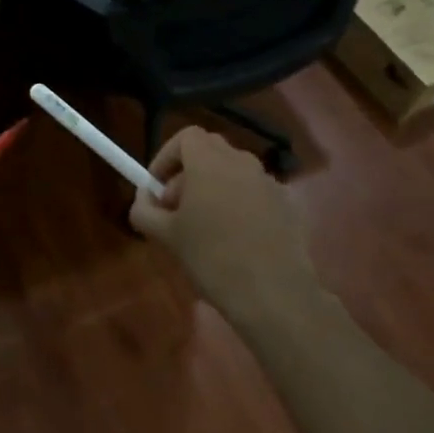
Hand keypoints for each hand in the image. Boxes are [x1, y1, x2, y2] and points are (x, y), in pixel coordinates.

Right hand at [128, 128, 317, 326]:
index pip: (186, 136)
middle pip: (210, 152)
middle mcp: (243, 162)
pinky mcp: (288, 206)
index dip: (167, 156)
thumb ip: (145, 210)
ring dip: (214, 190)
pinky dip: (240, 206)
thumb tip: (145, 198)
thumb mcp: (166, 236)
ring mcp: (270, 183)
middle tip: (175, 210)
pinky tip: (236, 242)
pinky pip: (255, 194)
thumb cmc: (213, 258)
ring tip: (205, 230)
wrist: (275, 296)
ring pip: (233, 174)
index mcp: (211, 162)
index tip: (157, 187)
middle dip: (187, 174)